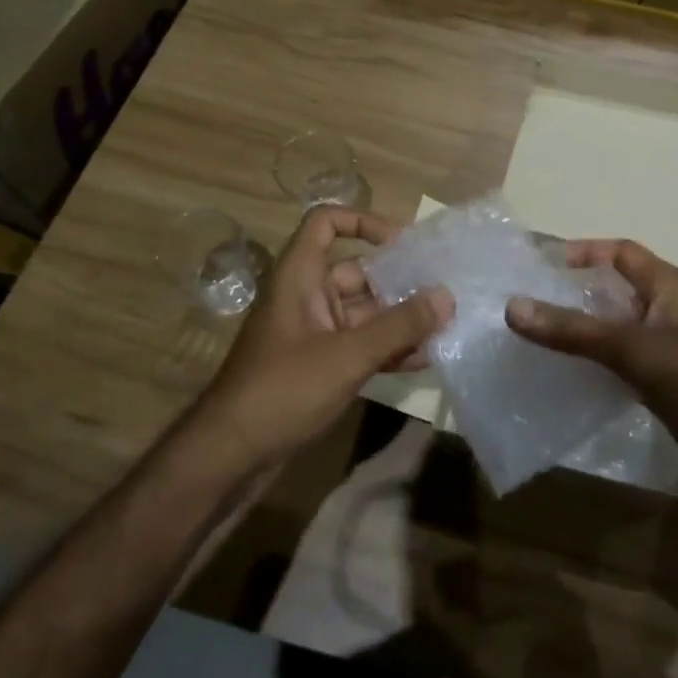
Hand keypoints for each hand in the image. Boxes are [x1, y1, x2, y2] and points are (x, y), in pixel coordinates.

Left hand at [184, 207, 450, 471]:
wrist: (230, 455)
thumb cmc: (284, 389)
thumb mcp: (347, 355)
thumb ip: (400, 326)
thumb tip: (447, 296)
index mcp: (300, 276)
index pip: (326, 222)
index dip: (363, 221)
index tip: (404, 242)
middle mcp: (306, 296)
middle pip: (358, 272)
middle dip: (400, 281)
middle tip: (445, 290)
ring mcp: (313, 332)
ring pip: (364, 312)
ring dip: (400, 319)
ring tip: (444, 326)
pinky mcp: (319, 365)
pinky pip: (360, 344)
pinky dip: (387, 348)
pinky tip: (423, 359)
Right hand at [505, 239, 677, 494]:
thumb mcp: (630, 348)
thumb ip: (573, 330)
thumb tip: (513, 307)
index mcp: (667, 290)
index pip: (624, 253)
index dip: (590, 251)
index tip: (550, 263)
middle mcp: (667, 314)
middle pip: (617, 292)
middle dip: (579, 294)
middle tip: (536, 302)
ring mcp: (667, 351)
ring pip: (617, 331)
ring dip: (585, 332)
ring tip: (541, 338)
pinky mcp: (665, 386)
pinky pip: (622, 365)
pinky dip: (596, 366)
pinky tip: (569, 377)